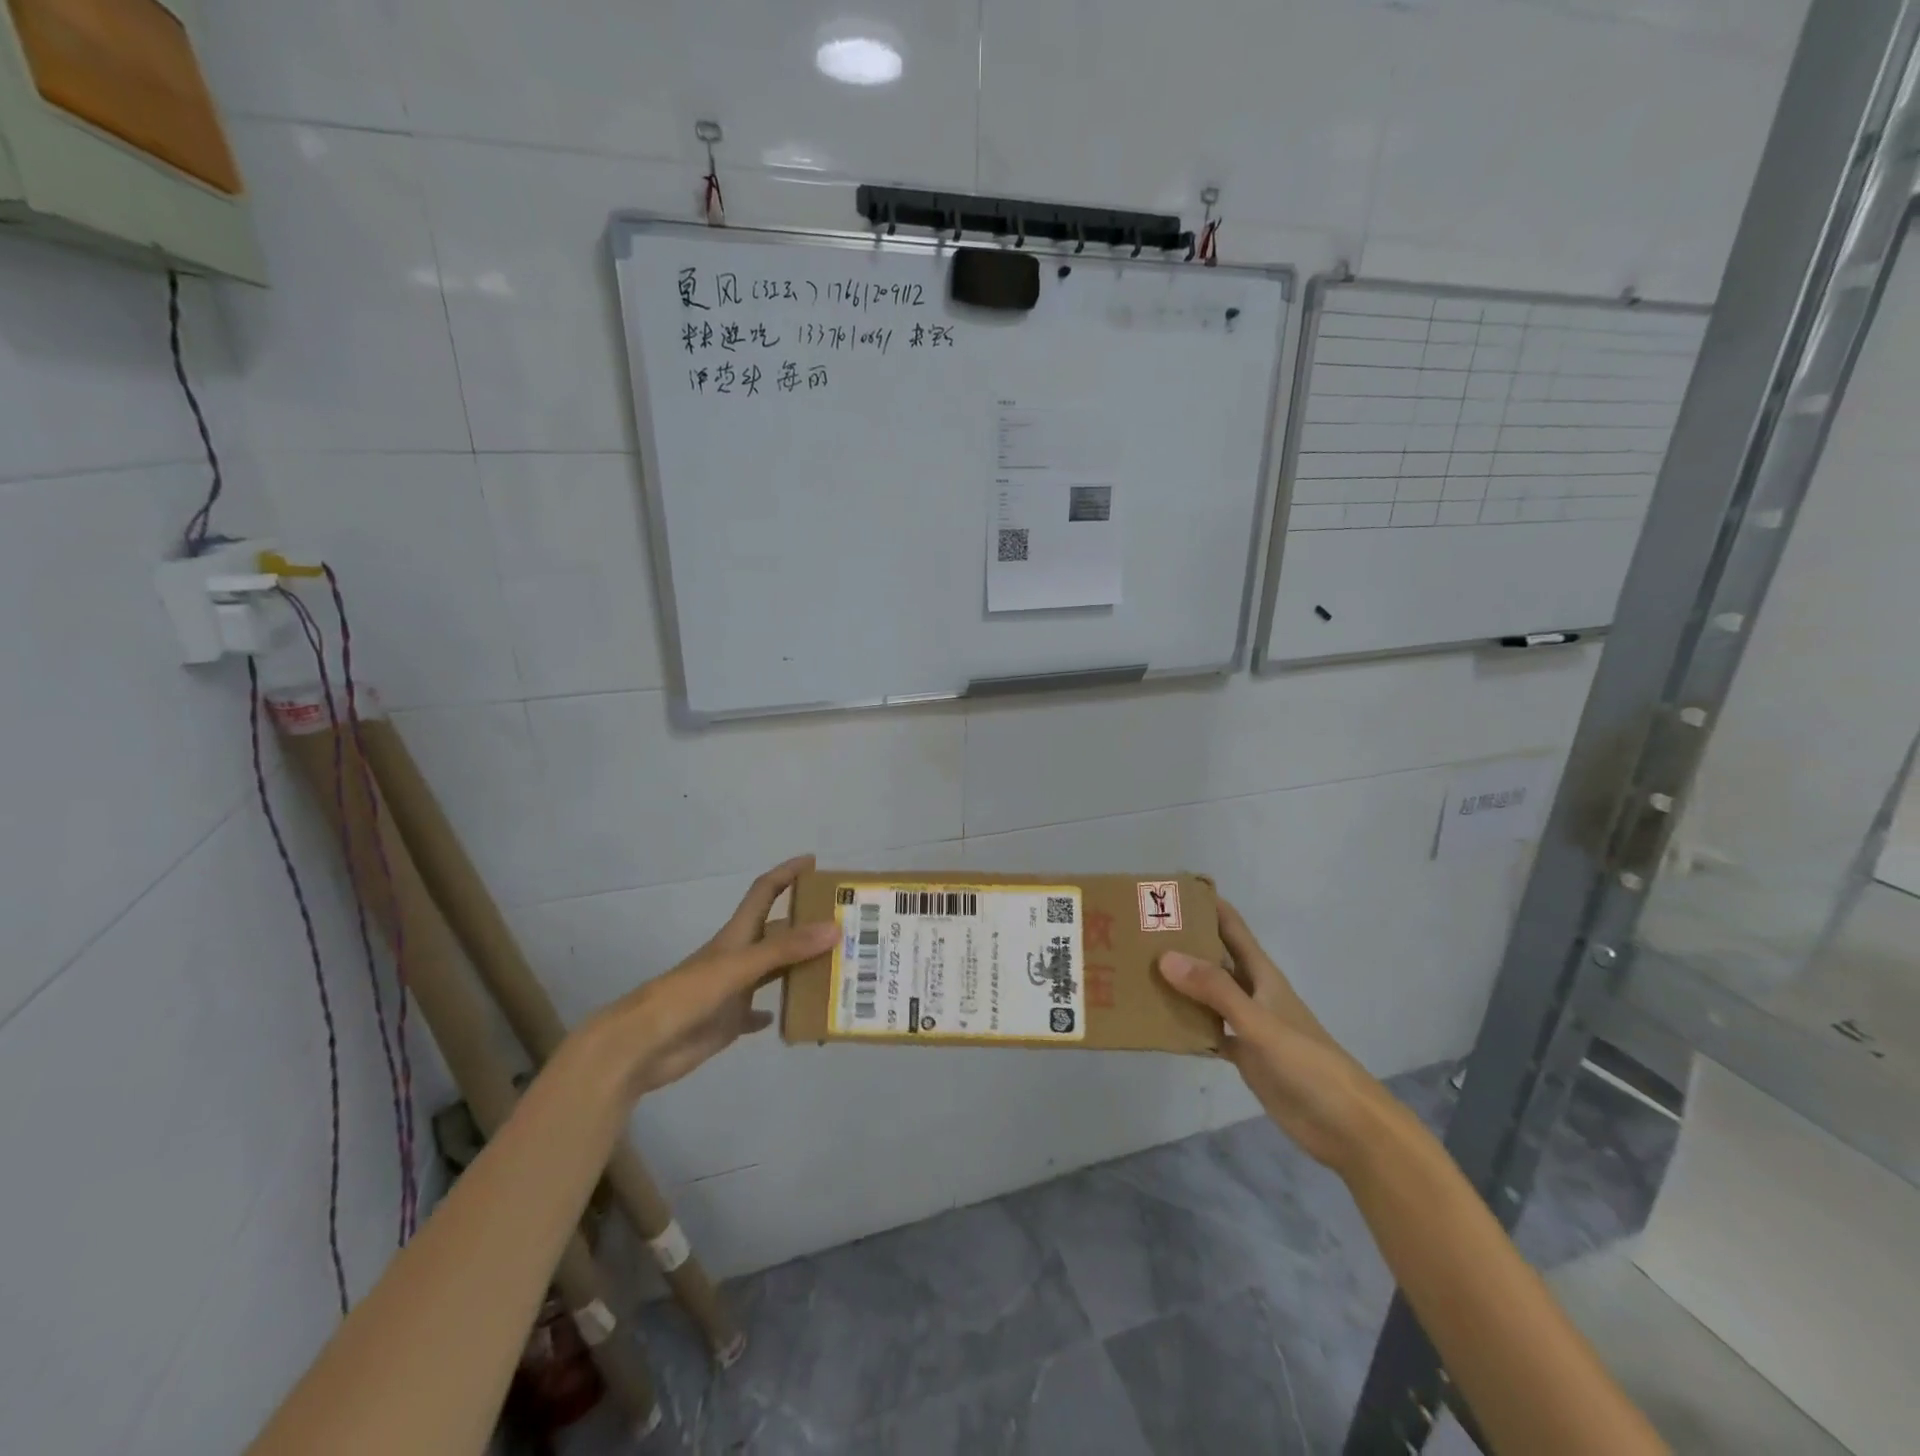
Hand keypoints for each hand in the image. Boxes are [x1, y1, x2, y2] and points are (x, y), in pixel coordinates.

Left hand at [595, 855, 837, 1097]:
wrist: (640, 1045)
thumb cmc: (687, 995)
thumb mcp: (739, 966)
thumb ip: (785, 949)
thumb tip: (835, 928)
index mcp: (737, 935)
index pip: (765, 891)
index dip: (787, 873)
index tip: (814, 862)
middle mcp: (738, 957)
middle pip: (778, 932)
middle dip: (807, 925)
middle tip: (846, 926)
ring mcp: (733, 990)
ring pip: (775, 971)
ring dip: (801, 967)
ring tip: (837, 968)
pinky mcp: (728, 1021)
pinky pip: (758, 1012)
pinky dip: (777, 1011)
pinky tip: (797, 1016)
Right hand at [1158, 900, 1384, 1171]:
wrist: (1345, 1125)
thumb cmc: (1308, 1063)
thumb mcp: (1259, 1022)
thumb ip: (1215, 991)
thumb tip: (1165, 957)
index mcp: (1262, 975)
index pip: (1231, 928)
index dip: (1207, 906)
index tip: (1170, 889)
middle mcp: (1252, 993)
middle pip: (1214, 958)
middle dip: (1183, 942)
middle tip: (1138, 930)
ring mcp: (1247, 1025)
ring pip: (1207, 994)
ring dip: (1179, 983)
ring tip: (1138, 970)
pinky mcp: (1244, 1055)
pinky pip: (1207, 1030)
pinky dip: (1186, 1024)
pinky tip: (1159, 1022)